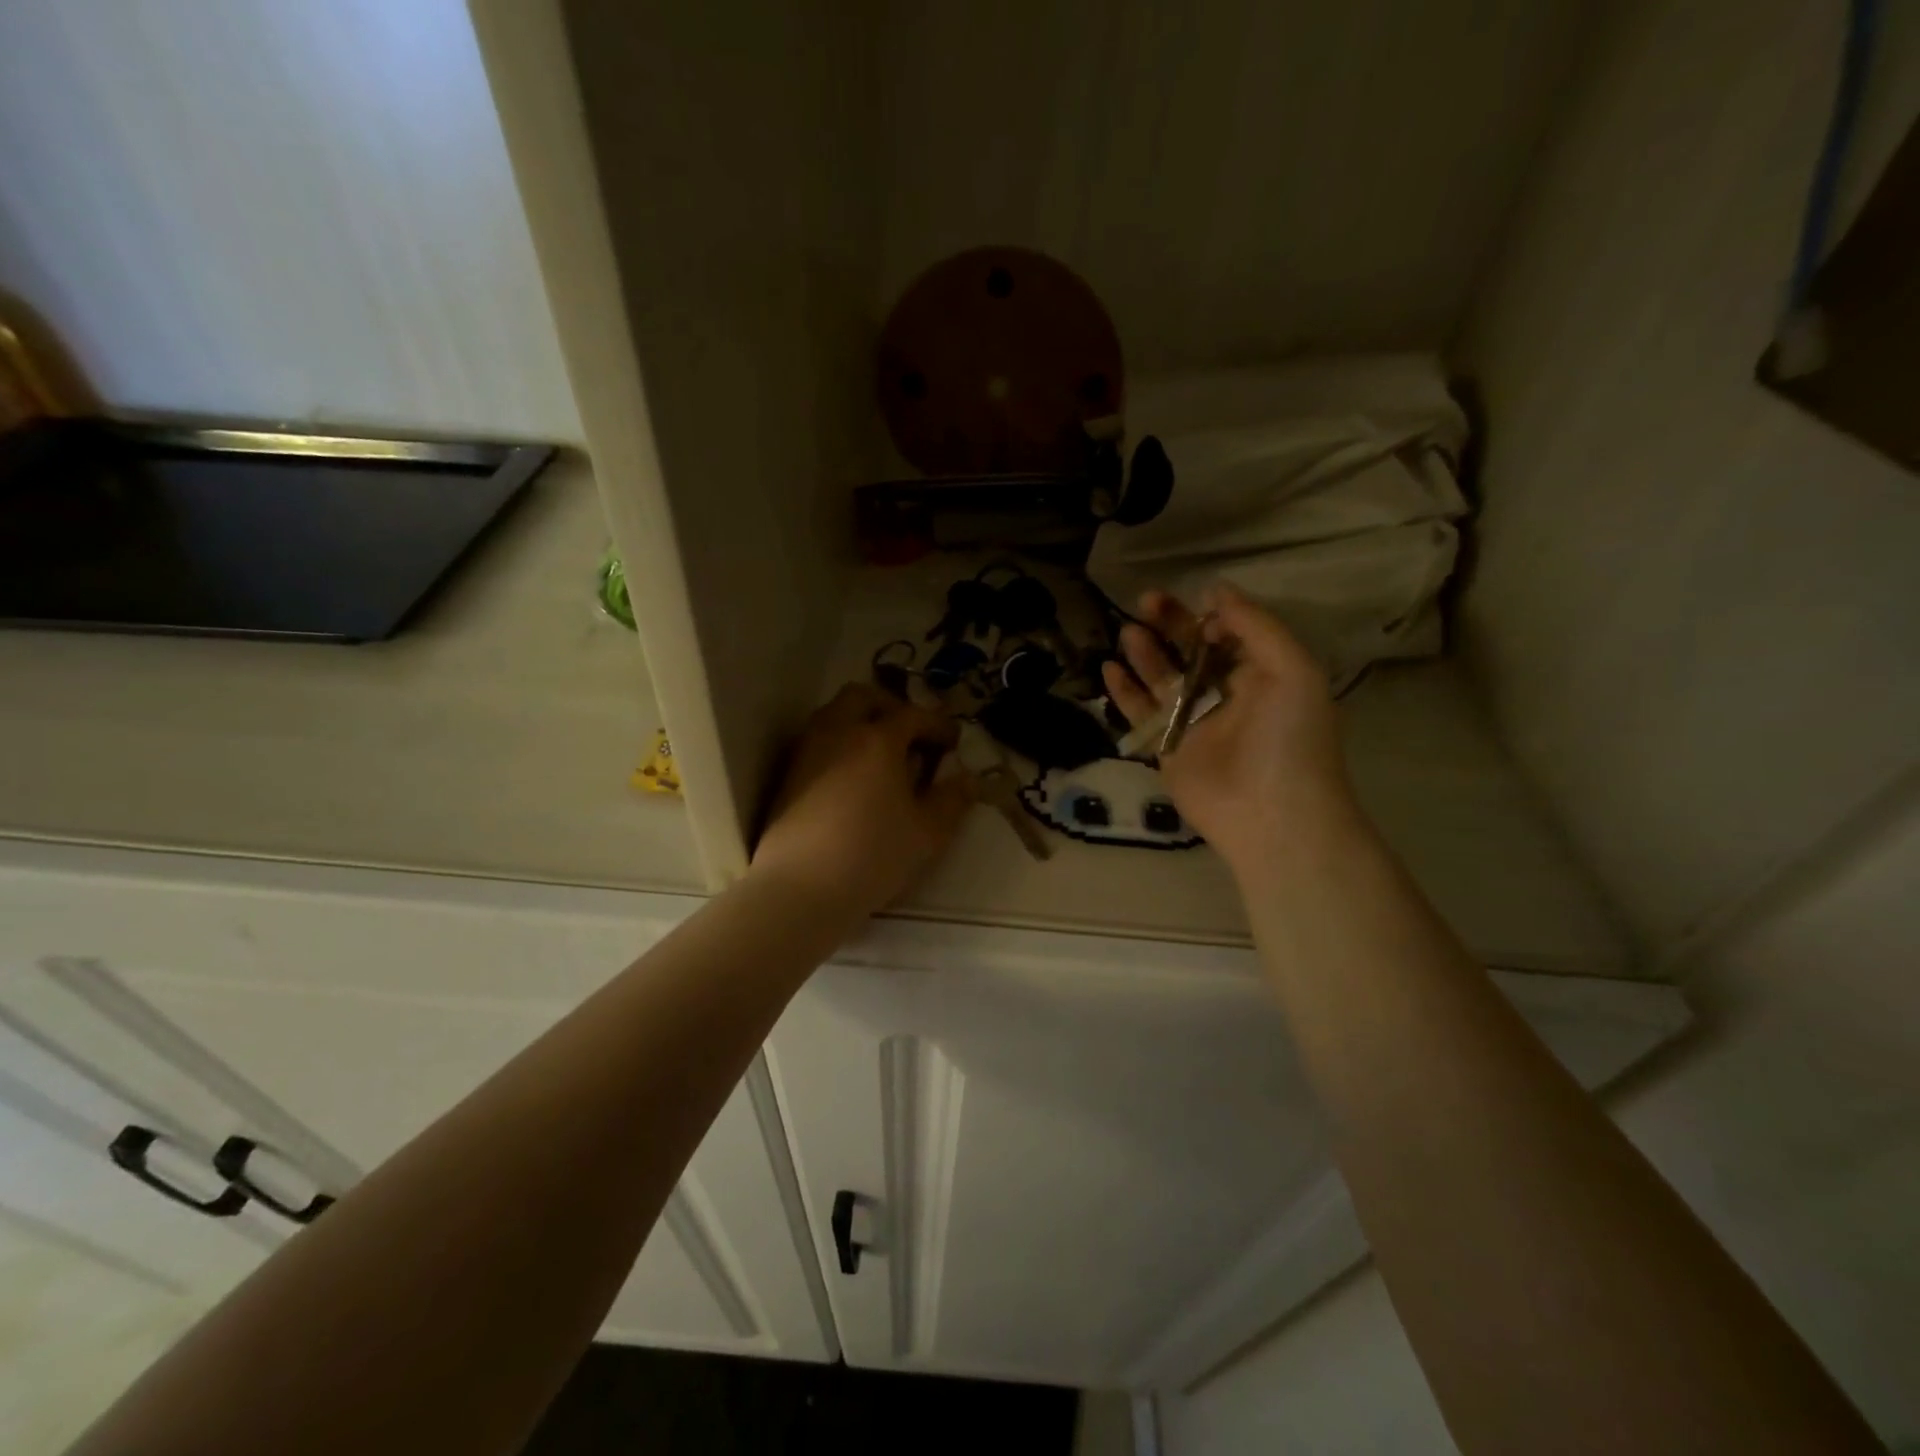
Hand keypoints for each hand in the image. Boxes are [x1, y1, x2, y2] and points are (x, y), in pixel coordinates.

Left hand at [752, 684, 973, 917]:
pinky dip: (840, 742)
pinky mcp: (788, 775)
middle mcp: (838, 732)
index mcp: (877, 740)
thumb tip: (967, 779)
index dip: (938, 724)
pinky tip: (852, 777)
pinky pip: (818, 739)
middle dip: (892, 707)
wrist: (799, 889)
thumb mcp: (927, 833)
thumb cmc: (872, 856)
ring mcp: (807, 751)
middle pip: (864, 697)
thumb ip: (952, 801)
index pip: (914, 715)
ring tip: (882, 755)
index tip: (954, 741)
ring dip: (861, 721)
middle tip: (912, 734)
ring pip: (835, 714)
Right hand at [1102, 584, 1360, 877]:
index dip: (1208, 615)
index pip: (1227, 634)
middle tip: (1144, 600)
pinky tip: (1109, 669)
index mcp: (1261, 674)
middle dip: (1169, 624)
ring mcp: (1192, 722)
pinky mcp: (1166, 748)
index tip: (1193, 604)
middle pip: (1189, 651)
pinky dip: (1124, 692)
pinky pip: (1140, 713)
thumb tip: (1216, 589)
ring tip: (1127, 631)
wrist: (1272, 815)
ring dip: (1144, 653)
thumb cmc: (1289, 738)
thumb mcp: (1292, 669)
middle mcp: (1225, 694)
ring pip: (1161, 678)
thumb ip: (1255, 625)